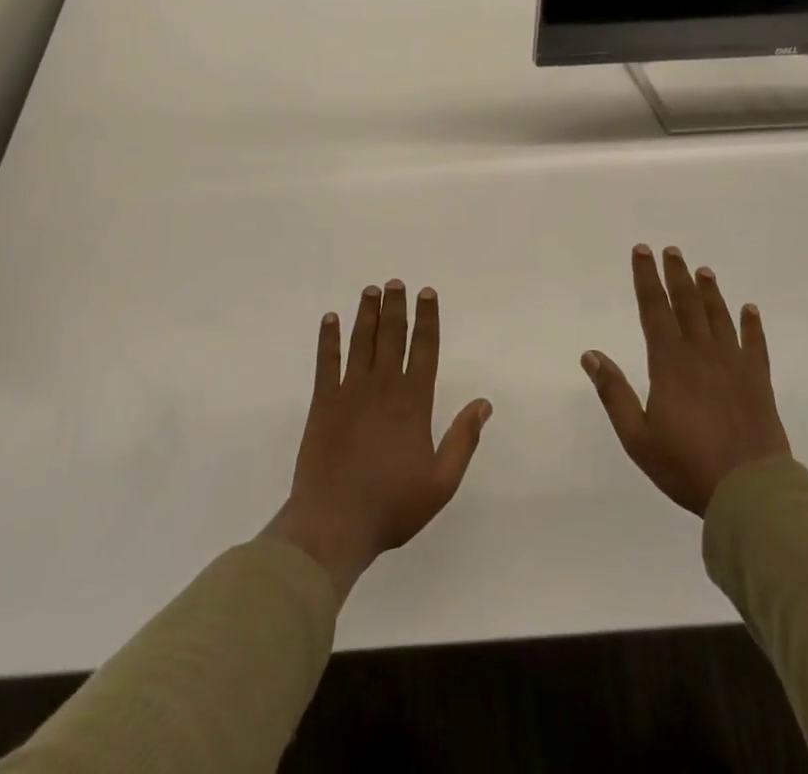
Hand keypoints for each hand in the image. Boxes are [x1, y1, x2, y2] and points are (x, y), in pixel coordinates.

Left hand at [263, 281, 490, 596]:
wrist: (334, 524)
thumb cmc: (392, 505)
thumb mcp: (441, 482)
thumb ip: (463, 440)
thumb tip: (484, 403)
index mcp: (414, 402)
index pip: (425, 349)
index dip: (427, 319)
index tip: (426, 293)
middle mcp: (383, 387)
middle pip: (392, 336)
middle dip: (396, 306)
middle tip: (396, 282)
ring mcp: (350, 392)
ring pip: (361, 341)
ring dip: (366, 314)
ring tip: (371, 290)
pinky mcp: (323, 402)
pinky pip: (326, 362)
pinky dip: (328, 339)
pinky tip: (329, 319)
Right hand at [582, 245, 790, 516]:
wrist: (750, 490)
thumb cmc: (687, 465)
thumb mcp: (637, 437)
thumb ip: (614, 393)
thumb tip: (591, 355)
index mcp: (670, 363)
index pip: (654, 310)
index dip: (646, 279)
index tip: (642, 252)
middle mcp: (701, 353)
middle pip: (687, 304)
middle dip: (676, 275)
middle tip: (672, 250)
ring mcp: (733, 364)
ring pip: (719, 317)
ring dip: (710, 292)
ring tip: (704, 270)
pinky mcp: (758, 381)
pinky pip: (755, 344)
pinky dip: (752, 325)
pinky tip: (750, 309)